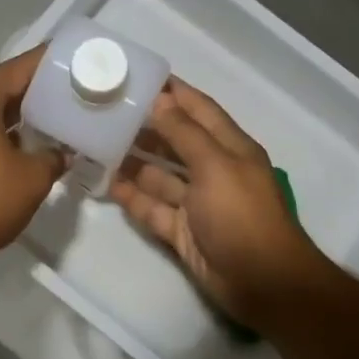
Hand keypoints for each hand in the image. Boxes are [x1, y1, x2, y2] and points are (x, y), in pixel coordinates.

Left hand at [0, 47, 65, 273]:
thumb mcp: (33, 177)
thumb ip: (53, 157)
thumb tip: (62, 153)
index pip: (15, 70)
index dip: (44, 62)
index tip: (70, 57)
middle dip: (34, 91)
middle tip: (68, 90)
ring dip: (17, 117)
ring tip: (53, 119)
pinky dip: (0, 136)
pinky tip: (25, 148)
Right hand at [110, 79, 333, 330]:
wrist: (261, 282)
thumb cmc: (242, 215)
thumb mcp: (215, 165)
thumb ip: (184, 133)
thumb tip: (158, 100)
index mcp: (230, 148)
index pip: (199, 109)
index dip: (174, 92)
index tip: (139, 76)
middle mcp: (213, 170)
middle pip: (175, 141)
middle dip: (145, 126)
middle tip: (106, 112)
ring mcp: (196, 203)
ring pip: (159, 176)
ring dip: (133, 162)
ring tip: (97, 144)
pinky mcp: (182, 231)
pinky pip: (153, 208)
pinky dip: (133, 197)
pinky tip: (106, 184)